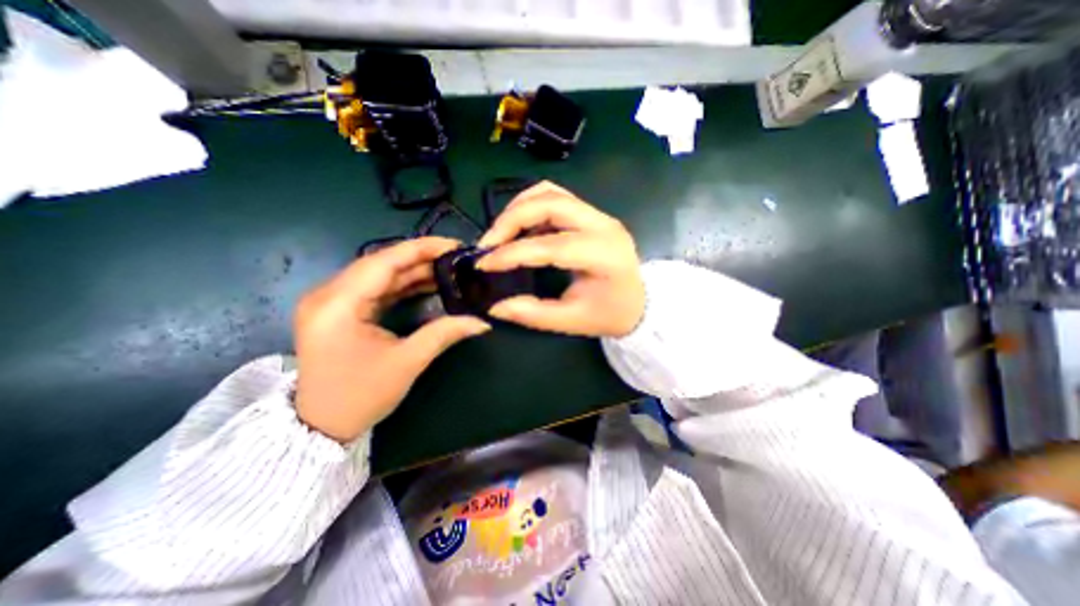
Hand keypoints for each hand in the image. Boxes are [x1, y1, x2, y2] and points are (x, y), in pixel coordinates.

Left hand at [289, 240, 487, 442]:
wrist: (320, 426)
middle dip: (421, 258)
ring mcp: (331, 301)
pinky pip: (375, 288)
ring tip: (448, 268)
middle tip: (456, 256)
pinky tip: (428, 283)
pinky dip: (402, 285)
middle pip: (380, 263)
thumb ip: (444, 334)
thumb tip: (482, 322)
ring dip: (413, 270)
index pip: (383, 262)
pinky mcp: (339, 310)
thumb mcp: (407, 362)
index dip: (421, 249)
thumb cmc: (360, 396)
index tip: (453, 245)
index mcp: (337, 304)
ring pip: (379, 275)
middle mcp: (328, 294)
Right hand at [473, 182, 638, 337]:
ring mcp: (598, 215)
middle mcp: (603, 225)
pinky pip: (555, 198)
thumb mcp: (572, 321)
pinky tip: (519, 229)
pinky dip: (530, 208)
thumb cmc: (610, 314)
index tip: (484, 264)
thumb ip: (533, 314)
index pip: (551, 245)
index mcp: (604, 255)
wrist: (640, 302)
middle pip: (550, 202)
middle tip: (488, 244)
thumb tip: (495, 306)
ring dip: (519, 208)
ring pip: (551, 193)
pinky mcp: (591, 214)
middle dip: (511, 219)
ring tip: (499, 235)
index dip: (513, 253)